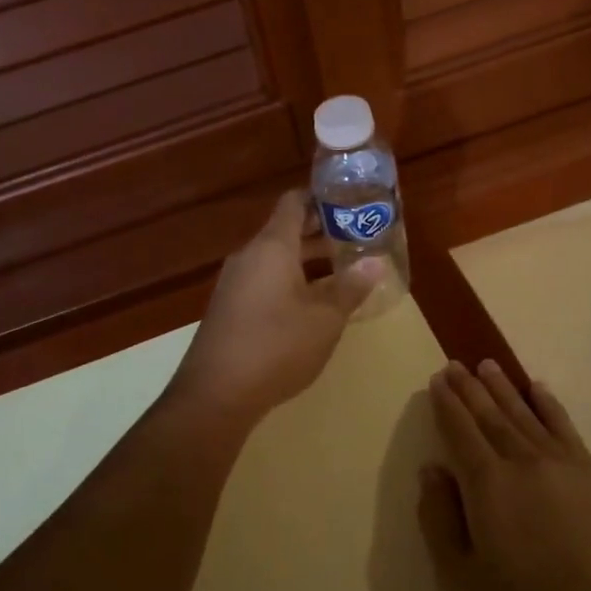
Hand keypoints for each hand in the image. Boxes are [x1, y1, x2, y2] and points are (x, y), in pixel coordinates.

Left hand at [166, 190, 384, 433]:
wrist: (216, 393)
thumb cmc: (276, 346)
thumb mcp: (325, 319)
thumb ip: (350, 288)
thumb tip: (375, 263)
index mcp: (272, 247)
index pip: (294, 203)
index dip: (320, 198)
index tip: (348, 202)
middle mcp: (249, 256)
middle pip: (285, 231)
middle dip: (320, 232)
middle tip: (356, 238)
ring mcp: (234, 282)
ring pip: (275, 259)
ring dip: (306, 261)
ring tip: (342, 271)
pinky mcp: (229, 307)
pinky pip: (263, 280)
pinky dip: (289, 281)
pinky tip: (311, 304)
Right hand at [418, 361, 590, 590]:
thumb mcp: (463, 577)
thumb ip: (440, 519)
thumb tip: (432, 470)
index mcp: (487, 485)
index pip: (460, 431)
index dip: (447, 404)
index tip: (437, 379)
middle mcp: (522, 461)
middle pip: (490, 415)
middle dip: (470, 388)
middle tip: (455, 364)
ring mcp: (561, 463)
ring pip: (524, 414)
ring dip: (504, 387)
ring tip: (487, 365)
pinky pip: (565, 426)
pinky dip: (549, 404)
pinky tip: (538, 389)